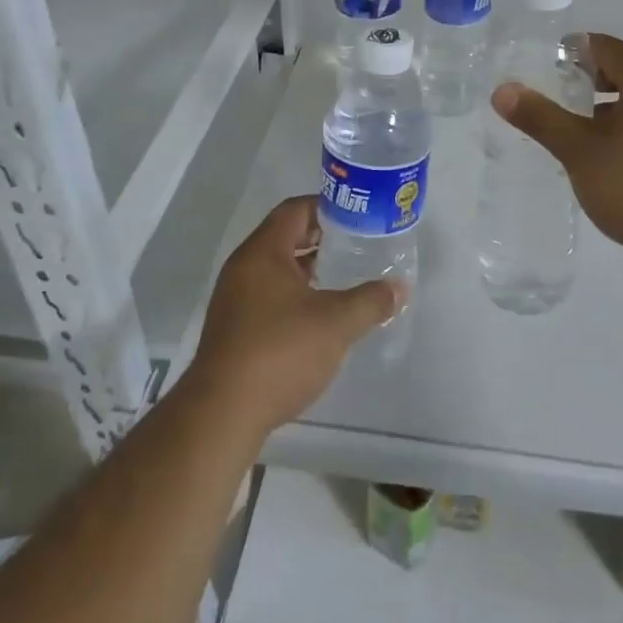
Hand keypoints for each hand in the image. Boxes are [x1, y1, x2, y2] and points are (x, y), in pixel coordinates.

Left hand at [187, 196, 402, 436]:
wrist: (222, 415)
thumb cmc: (280, 352)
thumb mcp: (336, 323)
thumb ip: (370, 301)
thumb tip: (399, 288)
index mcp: (263, 252)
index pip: (295, 210)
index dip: (326, 207)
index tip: (356, 215)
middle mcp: (243, 268)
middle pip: (284, 237)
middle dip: (319, 239)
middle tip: (355, 244)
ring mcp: (234, 300)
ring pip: (275, 270)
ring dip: (307, 269)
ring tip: (342, 277)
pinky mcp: (233, 330)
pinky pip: (267, 296)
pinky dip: (293, 295)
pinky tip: (318, 316)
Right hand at [492, 33, 622, 279]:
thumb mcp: (579, 150)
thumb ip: (541, 118)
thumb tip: (502, 91)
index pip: (610, 49)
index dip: (578, 50)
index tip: (549, 62)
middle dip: (591, 80)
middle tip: (558, 93)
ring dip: (608, 109)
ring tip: (575, 128)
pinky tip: (606, 159)